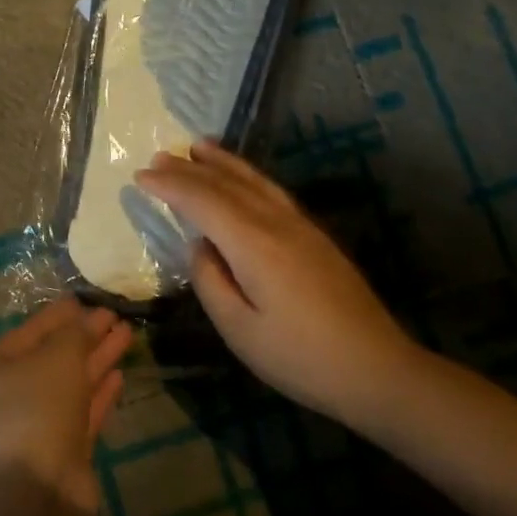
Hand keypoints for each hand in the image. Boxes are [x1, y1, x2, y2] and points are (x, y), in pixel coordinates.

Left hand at [0, 299, 129, 515]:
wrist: (37, 491)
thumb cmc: (38, 407)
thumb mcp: (58, 356)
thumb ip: (77, 332)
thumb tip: (90, 317)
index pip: (33, 328)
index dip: (62, 313)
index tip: (88, 299)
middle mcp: (12, 392)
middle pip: (55, 355)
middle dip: (86, 335)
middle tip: (117, 315)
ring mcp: (37, 423)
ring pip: (72, 382)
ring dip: (98, 359)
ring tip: (127, 335)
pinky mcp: (62, 449)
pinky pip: (83, 410)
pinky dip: (100, 392)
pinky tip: (120, 375)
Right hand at [133, 141, 423, 423]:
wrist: (375, 368)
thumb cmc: (300, 358)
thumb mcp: (240, 330)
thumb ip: (210, 282)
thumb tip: (200, 247)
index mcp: (254, 244)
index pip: (203, 202)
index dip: (170, 186)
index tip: (140, 176)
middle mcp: (277, 223)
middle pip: (227, 185)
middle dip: (190, 169)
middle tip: (159, 156)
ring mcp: (300, 226)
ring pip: (254, 182)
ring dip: (223, 163)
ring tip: (198, 147)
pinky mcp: (314, 237)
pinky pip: (271, 191)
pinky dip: (248, 177)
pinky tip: (243, 180)